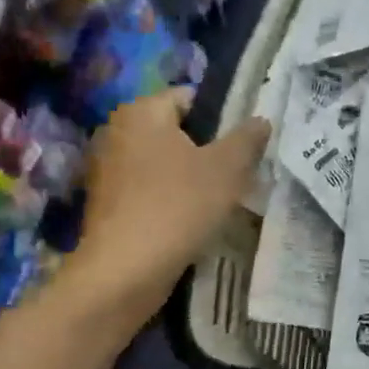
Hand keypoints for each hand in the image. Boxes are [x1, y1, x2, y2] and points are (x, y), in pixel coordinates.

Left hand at [65, 89, 269, 316]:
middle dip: (209, 149)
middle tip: (239, 172)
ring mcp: (107, 168)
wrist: (125, 271)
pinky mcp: (107, 203)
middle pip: (178, 131)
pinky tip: (193, 218)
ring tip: (220, 198)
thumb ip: (248, 138)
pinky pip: (150, 188)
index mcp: (141, 111)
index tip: (246, 145)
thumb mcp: (228, 168)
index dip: (224, 118)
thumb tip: (261, 120)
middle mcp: (116, 130)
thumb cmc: (178, 206)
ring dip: (191, 176)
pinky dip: (171, 197)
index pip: (191, 98)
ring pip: (164, 162)